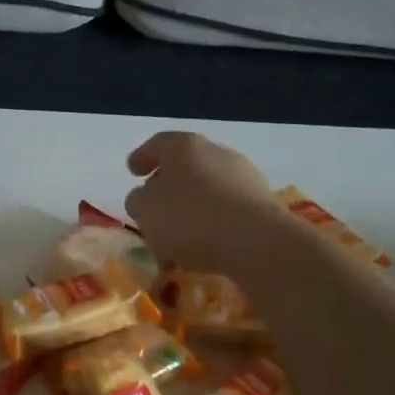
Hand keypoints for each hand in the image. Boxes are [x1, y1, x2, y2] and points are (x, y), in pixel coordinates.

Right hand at [125, 131, 280, 274]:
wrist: (256, 242)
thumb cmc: (190, 218)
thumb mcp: (145, 210)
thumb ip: (138, 200)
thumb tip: (146, 198)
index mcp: (184, 146)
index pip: (158, 144)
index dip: (142, 157)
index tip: (133, 171)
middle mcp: (216, 153)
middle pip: (185, 168)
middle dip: (167, 189)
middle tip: (153, 211)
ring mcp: (243, 177)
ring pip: (206, 192)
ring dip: (189, 212)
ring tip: (175, 242)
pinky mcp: (261, 204)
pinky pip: (226, 212)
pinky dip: (210, 226)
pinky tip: (201, 249)